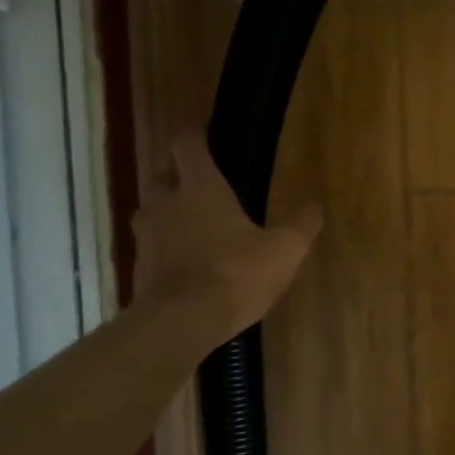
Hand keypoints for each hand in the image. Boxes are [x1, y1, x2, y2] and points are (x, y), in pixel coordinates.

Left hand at [132, 132, 321, 342]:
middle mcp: (166, 204)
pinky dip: (165, 247)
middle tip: (201, 186)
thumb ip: (302, 225)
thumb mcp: (285, 250)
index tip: (202, 132)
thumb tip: (316, 206)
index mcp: (201, 188)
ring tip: (192, 226)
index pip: (188, 145)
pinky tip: (185, 263)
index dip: (194, 135)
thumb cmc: (235, 274)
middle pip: (162, 175)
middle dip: (178, 175)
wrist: (181, 322)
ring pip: (152, 211)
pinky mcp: (139, 268)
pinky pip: (151, 246)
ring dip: (168, 212)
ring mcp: (147, 237)